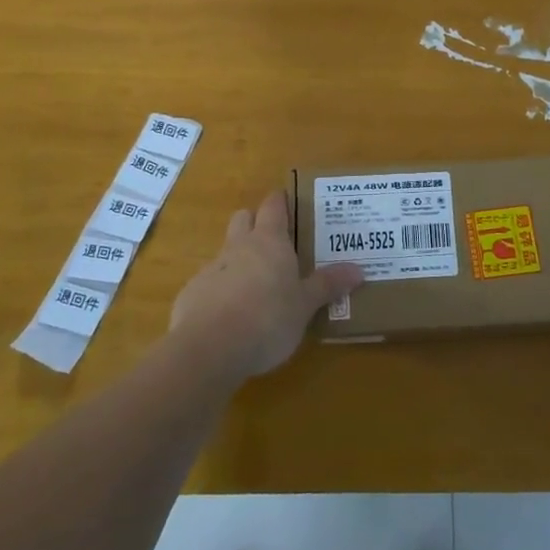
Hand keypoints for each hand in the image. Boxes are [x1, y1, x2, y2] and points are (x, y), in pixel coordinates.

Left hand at [169, 190, 361, 381]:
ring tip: (257, 287)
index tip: (289, 202)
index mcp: (270, 241)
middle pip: (244, 219)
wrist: (208, 348)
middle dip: (255, 223)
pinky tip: (231, 318)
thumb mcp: (305, 305)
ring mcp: (211, 269)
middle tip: (275, 242)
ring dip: (238, 260)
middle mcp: (239, 246)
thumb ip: (328, 286)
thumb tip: (359, 270)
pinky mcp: (191, 295)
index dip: (281, 202)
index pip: (274, 206)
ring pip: (226, 251)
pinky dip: (221, 291)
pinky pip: (210, 283)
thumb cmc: (268, 318)